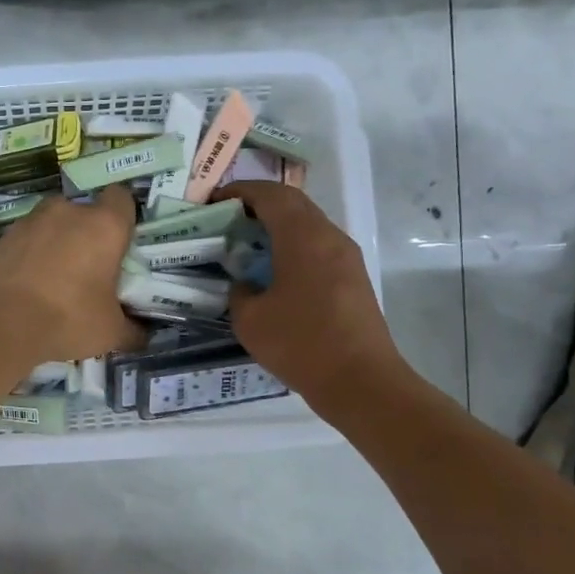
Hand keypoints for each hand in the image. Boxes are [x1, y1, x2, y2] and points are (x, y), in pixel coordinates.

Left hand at [0, 188, 146, 362]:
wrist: (0, 324)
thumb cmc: (67, 319)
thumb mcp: (110, 332)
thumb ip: (132, 330)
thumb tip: (142, 337)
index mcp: (104, 225)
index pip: (122, 198)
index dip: (124, 216)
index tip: (122, 241)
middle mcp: (68, 212)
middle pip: (86, 211)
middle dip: (89, 233)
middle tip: (90, 268)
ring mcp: (31, 221)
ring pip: (53, 223)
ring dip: (58, 241)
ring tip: (56, 278)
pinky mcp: (4, 236)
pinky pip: (28, 239)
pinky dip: (31, 253)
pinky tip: (29, 284)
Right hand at [215, 183, 410, 414]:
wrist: (360, 381)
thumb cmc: (300, 344)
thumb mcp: (250, 320)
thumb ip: (240, 293)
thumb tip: (245, 286)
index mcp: (302, 237)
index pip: (270, 195)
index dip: (240, 192)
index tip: (214, 201)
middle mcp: (329, 237)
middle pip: (293, 203)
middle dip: (259, 204)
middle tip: (228, 218)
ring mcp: (346, 257)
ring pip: (309, 224)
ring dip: (278, 225)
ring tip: (249, 243)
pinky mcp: (354, 278)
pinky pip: (319, 247)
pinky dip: (293, 246)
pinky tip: (275, 270)